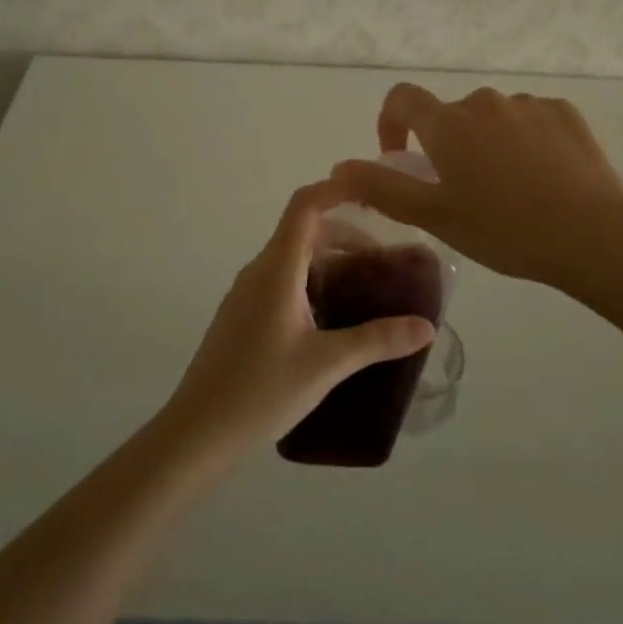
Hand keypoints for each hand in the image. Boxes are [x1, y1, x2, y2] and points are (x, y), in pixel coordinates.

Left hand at [161, 181, 436, 460]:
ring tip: (366, 291)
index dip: (336, 191)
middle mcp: (259, 271)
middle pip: (303, 231)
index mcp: (276, 269)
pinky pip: (282, 282)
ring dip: (330, 262)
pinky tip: (333, 320)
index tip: (373, 195)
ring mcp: (246, 294)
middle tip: (384, 262)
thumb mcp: (327, 364)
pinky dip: (312, 283)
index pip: (305, 206)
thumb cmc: (261, 390)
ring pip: (293, 258)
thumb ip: (377, 340)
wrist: (197, 432)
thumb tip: (426, 326)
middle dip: (346, 236)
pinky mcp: (242, 317)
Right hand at [331, 83, 622, 290]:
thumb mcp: (434, 216)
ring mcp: (529, 105)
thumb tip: (338, 168)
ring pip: (492, 120)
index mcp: (449, 123)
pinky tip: (542, 179)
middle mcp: (485, 102)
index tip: (400, 157)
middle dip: (446, 145)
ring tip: (507, 191)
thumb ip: (381, 188)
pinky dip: (525, 142)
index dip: (391, 122)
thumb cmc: (504, 228)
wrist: (593, 234)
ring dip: (487, 144)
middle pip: (451, 115)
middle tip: (461, 192)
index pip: (402, 98)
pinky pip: (531, 121)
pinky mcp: (565, 115)